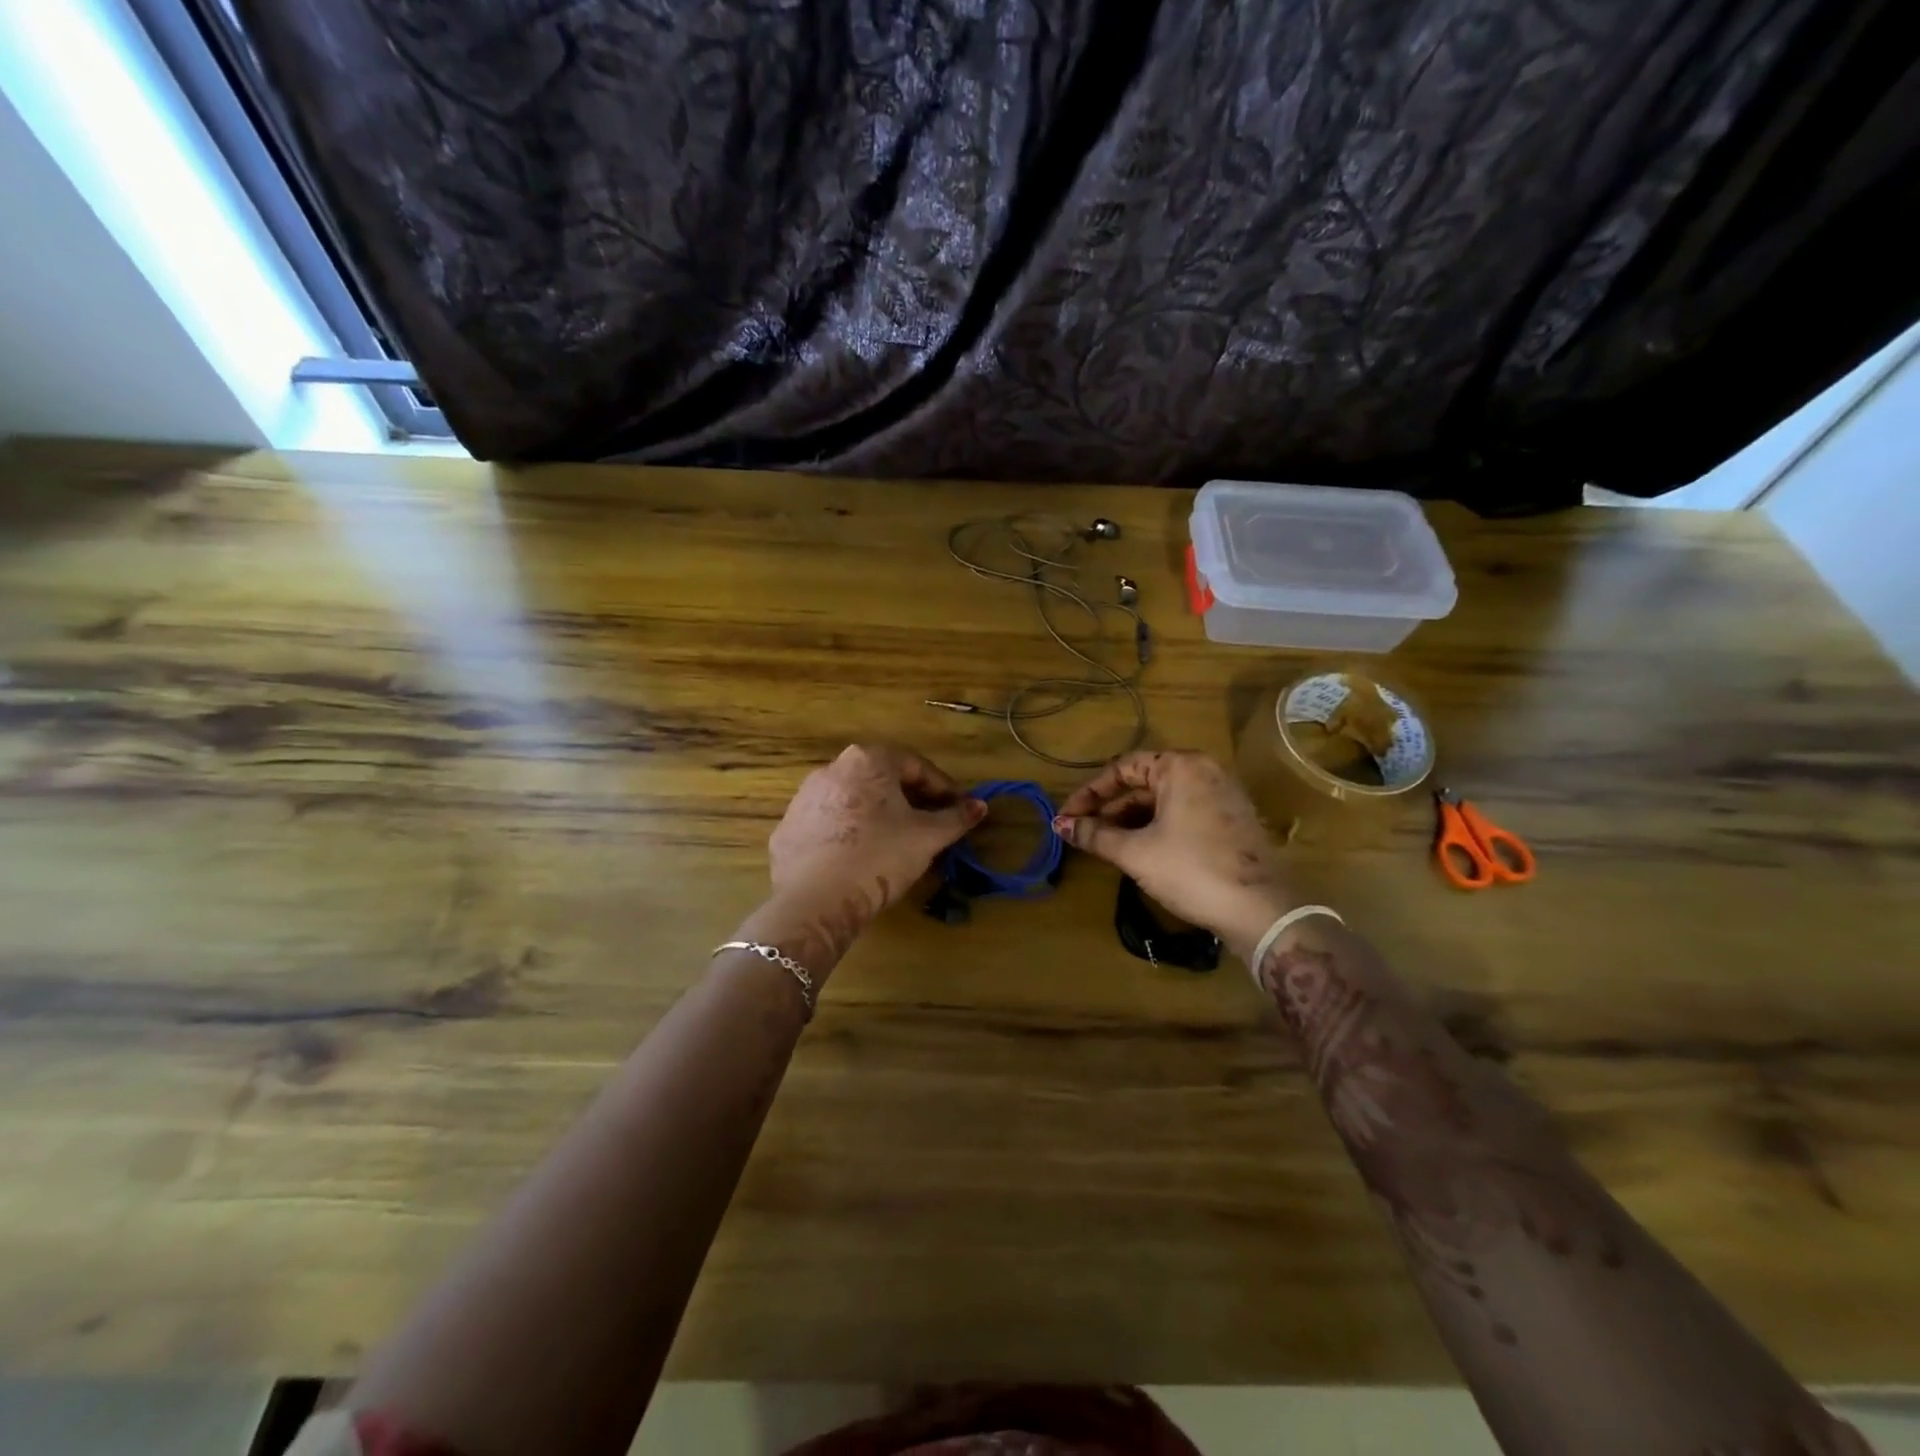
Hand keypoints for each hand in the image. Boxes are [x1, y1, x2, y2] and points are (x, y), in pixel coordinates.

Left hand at [769, 744, 985, 911]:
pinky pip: (829, 824)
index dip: (943, 788)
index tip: (959, 810)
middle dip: (911, 800)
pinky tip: (861, 859)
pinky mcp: (788, 829)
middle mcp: (832, 768)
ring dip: (879, 816)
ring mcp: (804, 798)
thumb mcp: (927, 837)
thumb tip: (980, 806)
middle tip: (931, 826)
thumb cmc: (879, 856)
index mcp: (868, 760)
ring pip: (854, 801)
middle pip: (882, 780)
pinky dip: (850, 834)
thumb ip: (956, 818)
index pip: (916, 766)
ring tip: (897, 844)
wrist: (814, 899)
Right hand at [1054, 750, 1292, 955]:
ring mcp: (1220, 794)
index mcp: (1180, 766)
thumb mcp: (1136, 853)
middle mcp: (1203, 771)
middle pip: (1142, 782)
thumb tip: (1059, 826)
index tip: (1067, 817)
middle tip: (1081, 833)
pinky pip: (1181, 813)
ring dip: (1130, 820)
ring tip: (1103, 845)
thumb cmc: (1192, 870)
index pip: (1121, 768)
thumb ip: (1094, 835)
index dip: (1089, 793)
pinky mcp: (1230, 819)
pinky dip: (1155, 827)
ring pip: (1162, 800)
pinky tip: (1137, 850)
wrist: (1261, 911)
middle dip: (1109, 808)